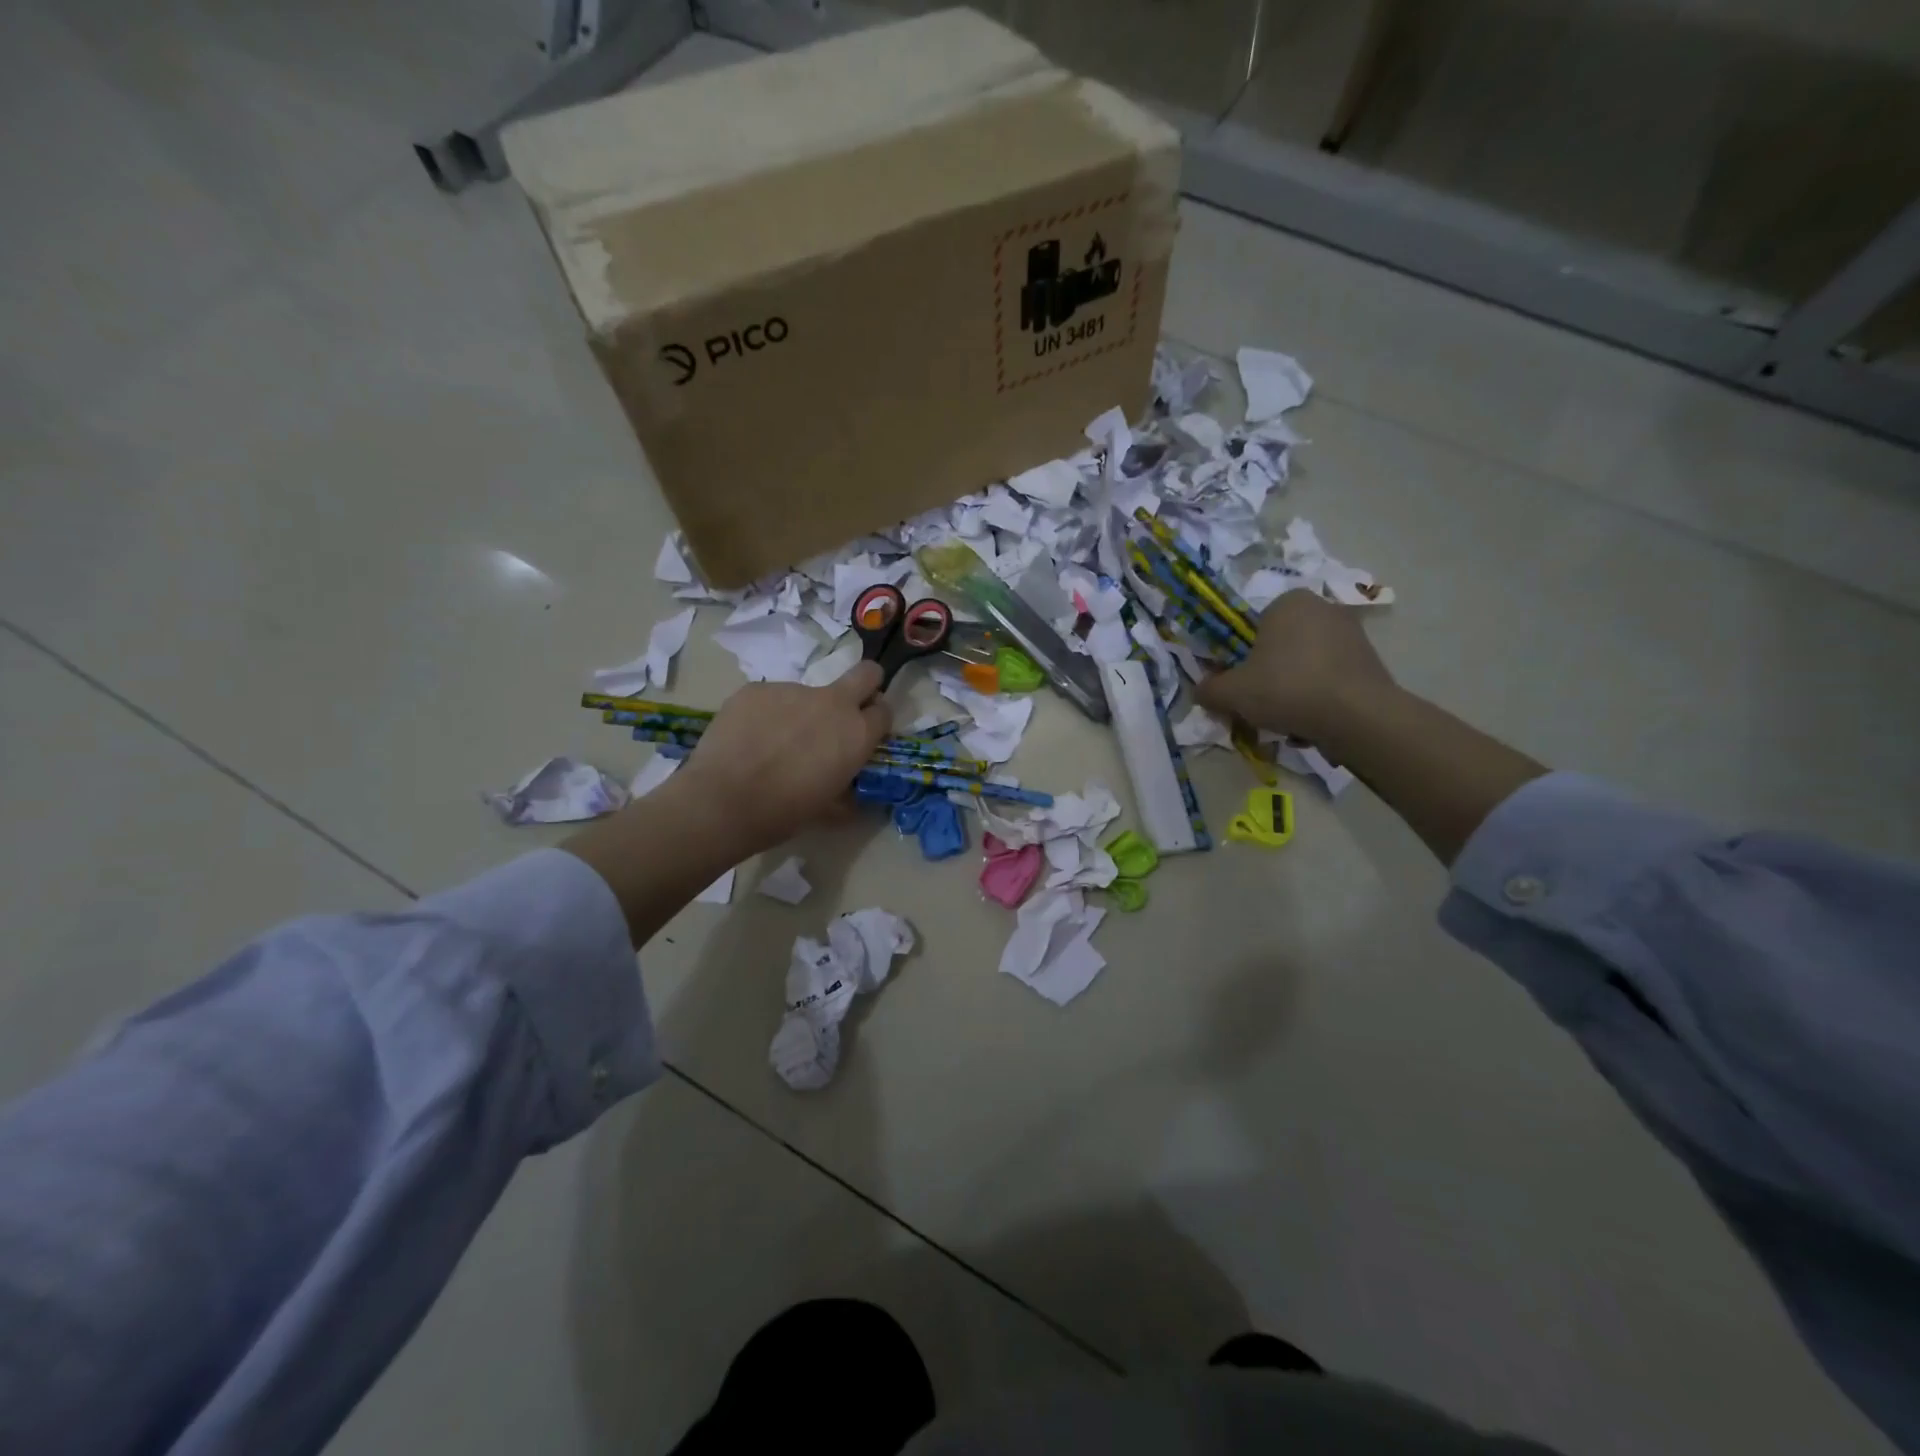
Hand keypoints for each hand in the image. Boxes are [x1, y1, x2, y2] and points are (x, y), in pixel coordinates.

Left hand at [676, 662, 892, 856]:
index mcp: (856, 733)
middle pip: (866, 673)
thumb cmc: (784, 813)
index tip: (863, 734)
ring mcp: (792, 690)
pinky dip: (766, 715)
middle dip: (865, 685)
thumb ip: (846, 792)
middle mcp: (832, 703)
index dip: (875, 721)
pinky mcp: (756, 689)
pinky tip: (748, 740)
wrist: (724, 802)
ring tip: (773, 744)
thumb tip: (849, 793)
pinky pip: (770, 698)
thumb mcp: (828, 809)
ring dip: (800, 713)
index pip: (884, 710)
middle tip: (844, 711)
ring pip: (807, 693)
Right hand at [1194, 591, 1396, 745]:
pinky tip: (1313, 721)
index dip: (1242, 657)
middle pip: (1281, 645)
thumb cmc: (1287, 688)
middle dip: (1269, 673)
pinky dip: (1319, 696)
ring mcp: (1352, 633)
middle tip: (1259, 704)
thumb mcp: (1232, 693)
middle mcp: (1323, 608)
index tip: (1240, 684)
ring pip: (1306, 663)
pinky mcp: (1371, 660)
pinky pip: (1331, 677)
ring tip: (1286, 719)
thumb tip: (1200, 691)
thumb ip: (1209, 689)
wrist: (1357, 716)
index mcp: (1288, 602)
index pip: (1253, 626)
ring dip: (1293, 687)